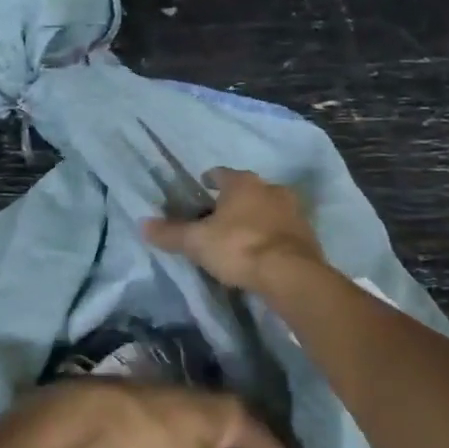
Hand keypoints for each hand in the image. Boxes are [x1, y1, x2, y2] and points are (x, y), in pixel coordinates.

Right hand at [141, 167, 326, 293]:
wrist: (291, 274)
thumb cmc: (239, 247)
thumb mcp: (197, 242)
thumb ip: (171, 233)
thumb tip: (142, 224)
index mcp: (243, 183)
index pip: (222, 173)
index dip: (211, 178)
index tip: (203, 185)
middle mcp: (270, 189)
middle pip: (248, 189)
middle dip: (235, 199)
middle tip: (219, 214)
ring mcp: (293, 210)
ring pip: (268, 207)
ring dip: (256, 216)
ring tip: (241, 233)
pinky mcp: (307, 234)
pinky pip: (283, 228)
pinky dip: (272, 234)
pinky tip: (263, 249)